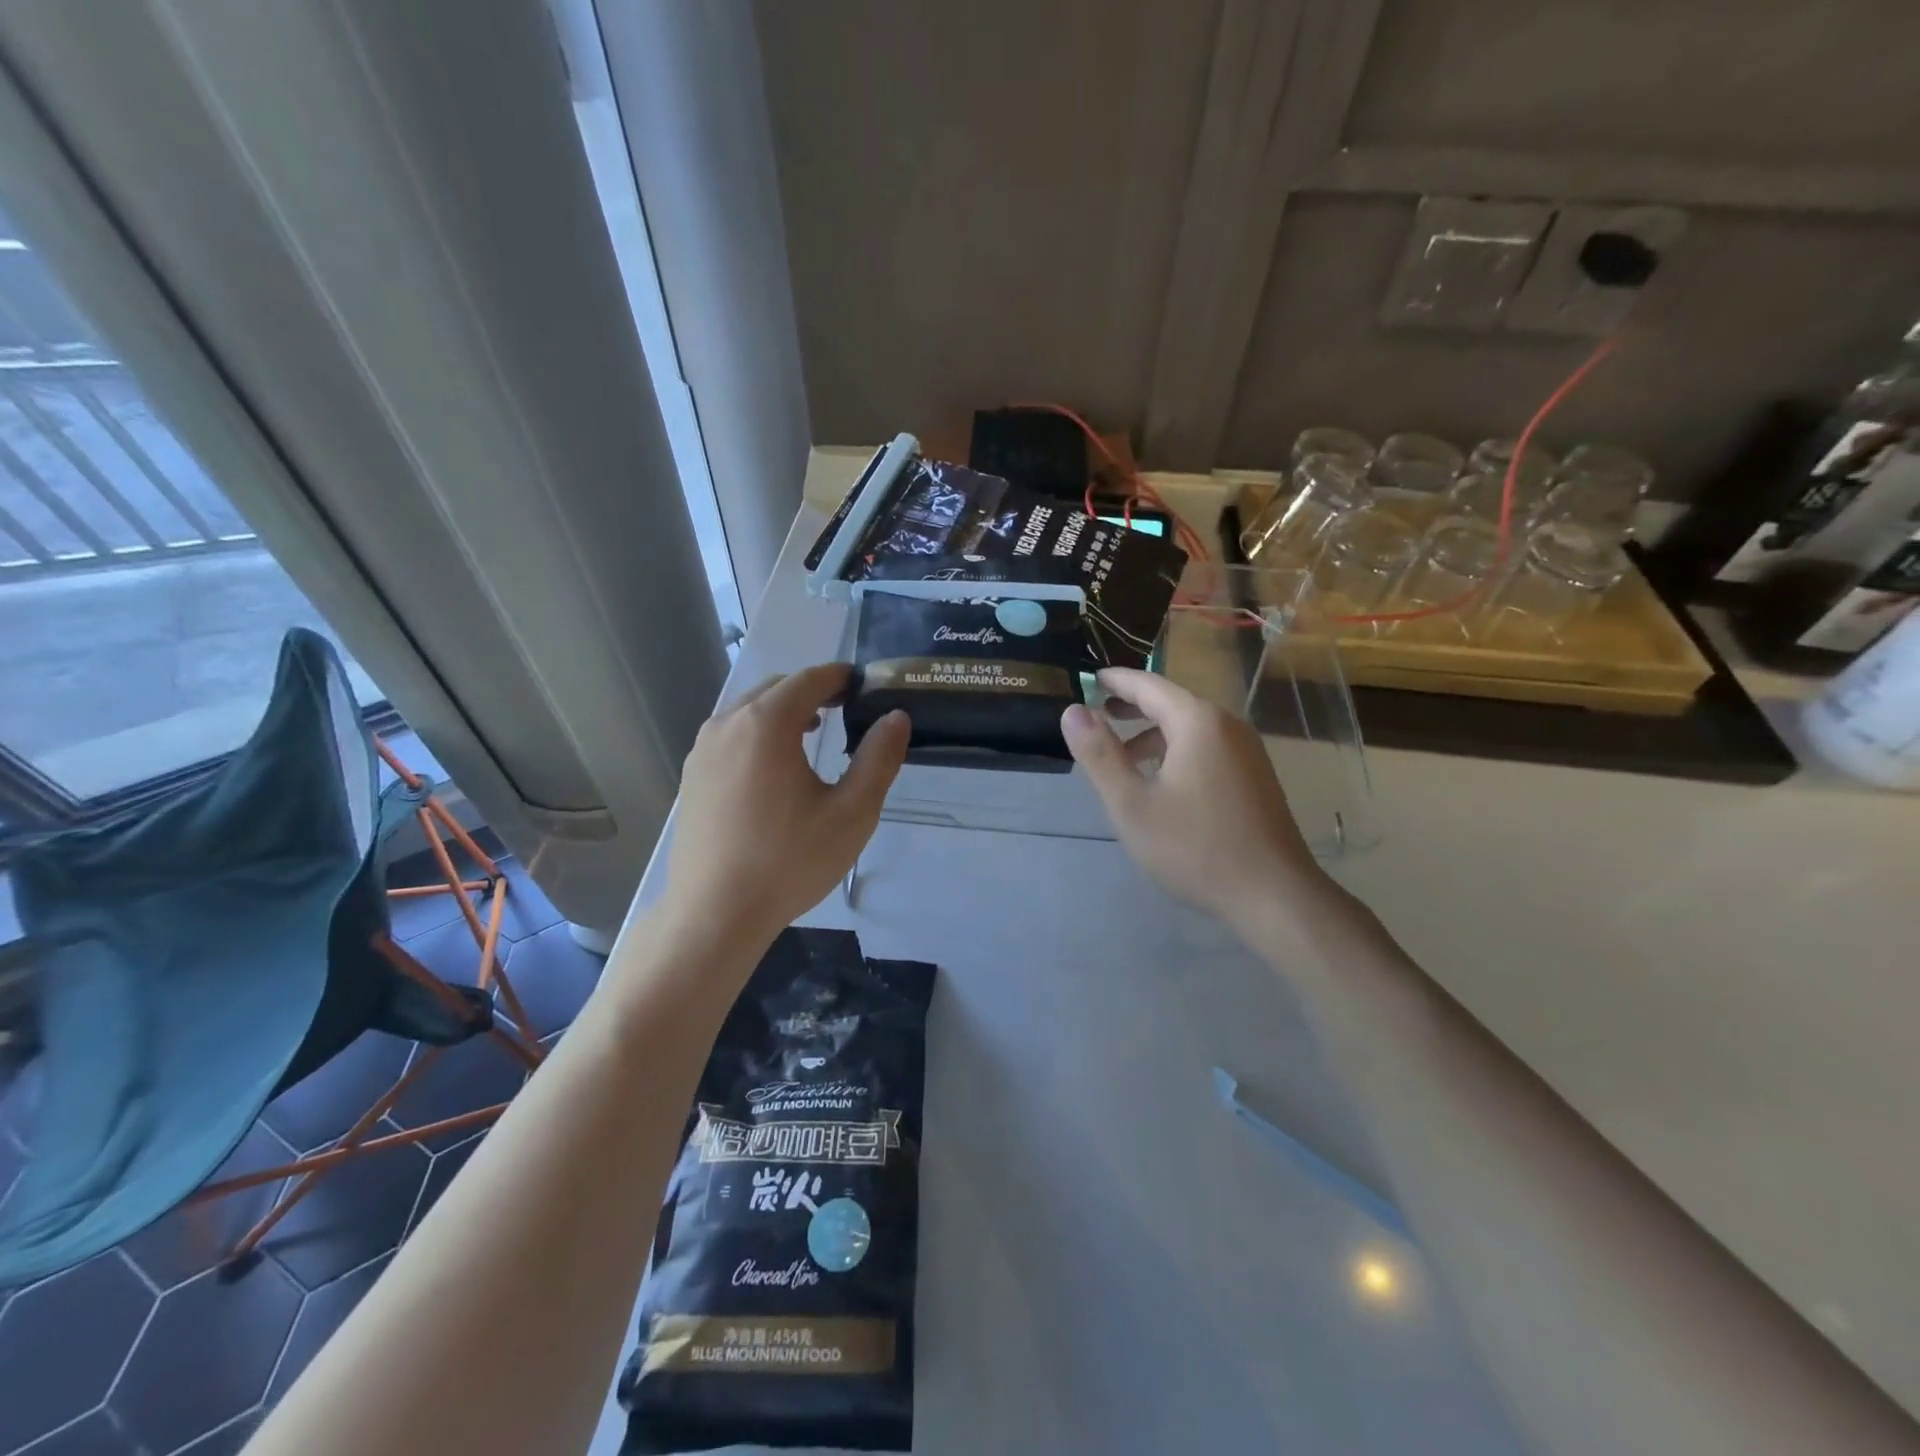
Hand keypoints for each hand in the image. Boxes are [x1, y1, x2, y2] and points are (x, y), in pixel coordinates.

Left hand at [667, 663, 909, 949]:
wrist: (715, 913)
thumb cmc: (789, 861)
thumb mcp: (852, 813)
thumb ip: (878, 758)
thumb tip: (895, 718)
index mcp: (766, 723)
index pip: (809, 679)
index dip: (840, 677)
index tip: (864, 686)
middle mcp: (727, 724)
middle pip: (776, 688)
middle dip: (812, 691)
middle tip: (846, 708)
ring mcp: (702, 749)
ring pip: (749, 710)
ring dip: (783, 711)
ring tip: (813, 732)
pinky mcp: (691, 775)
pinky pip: (731, 735)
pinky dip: (758, 733)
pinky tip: (775, 768)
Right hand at [1061, 668, 1332, 935]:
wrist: (1274, 895)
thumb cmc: (1195, 848)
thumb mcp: (1132, 804)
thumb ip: (1100, 755)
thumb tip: (1072, 712)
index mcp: (1197, 722)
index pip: (1149, 685)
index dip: (1116, 681)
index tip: (1090, 679)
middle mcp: (1227, 725)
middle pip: (1173, 702)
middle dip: (1134, 704)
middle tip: (1099, 711)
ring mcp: (1247, 751)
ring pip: (1191, 727)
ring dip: (1154, 731)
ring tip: (1123, 752)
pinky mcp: (1255, 776)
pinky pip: (1208, 746)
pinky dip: (1177, 748)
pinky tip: (1162, 780)